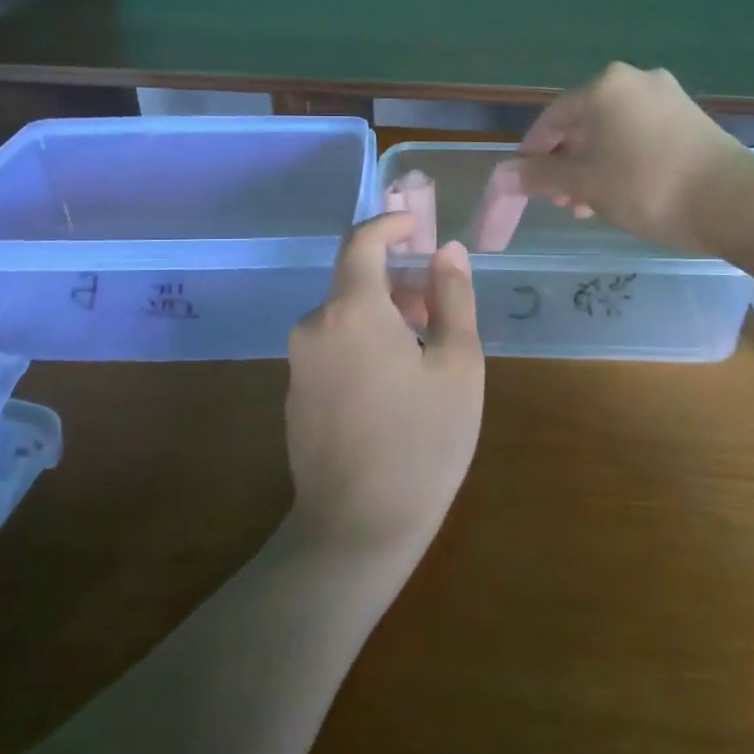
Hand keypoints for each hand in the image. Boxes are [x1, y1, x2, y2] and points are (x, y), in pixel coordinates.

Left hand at [285, 213, 484, 555]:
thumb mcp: (457, 366)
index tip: (418, 227)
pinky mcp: (295, 393)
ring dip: (384, 317)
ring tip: (425, 353)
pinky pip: (332, 347)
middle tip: (440, 310)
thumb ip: (452, 298)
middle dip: (399, 283)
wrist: (356, 529)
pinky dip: (363, 343)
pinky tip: (394, 386)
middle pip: (356, 282)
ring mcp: (298, 361)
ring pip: (345, 316)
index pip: (362, 241)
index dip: (391, 224)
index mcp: (352, 310)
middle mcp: (314, 326)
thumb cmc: (422, 443)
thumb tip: (446, 251)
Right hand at [514, 62, 753, 254]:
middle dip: (566, 164)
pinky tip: (621, 193)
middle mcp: (634, 80)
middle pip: (582, 124)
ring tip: (588, 206)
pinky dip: (622, 161)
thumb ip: (540, 177)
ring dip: (593, 167)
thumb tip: (503, 176)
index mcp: (603, 87)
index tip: (523, 186)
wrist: (733, 201)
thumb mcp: (584, 185)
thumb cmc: (646, 186)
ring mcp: (667, 97)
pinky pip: (640, 136)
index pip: (550, 120)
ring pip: (612, 132)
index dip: (531, 155)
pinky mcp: (690, 119)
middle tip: (560, 202)